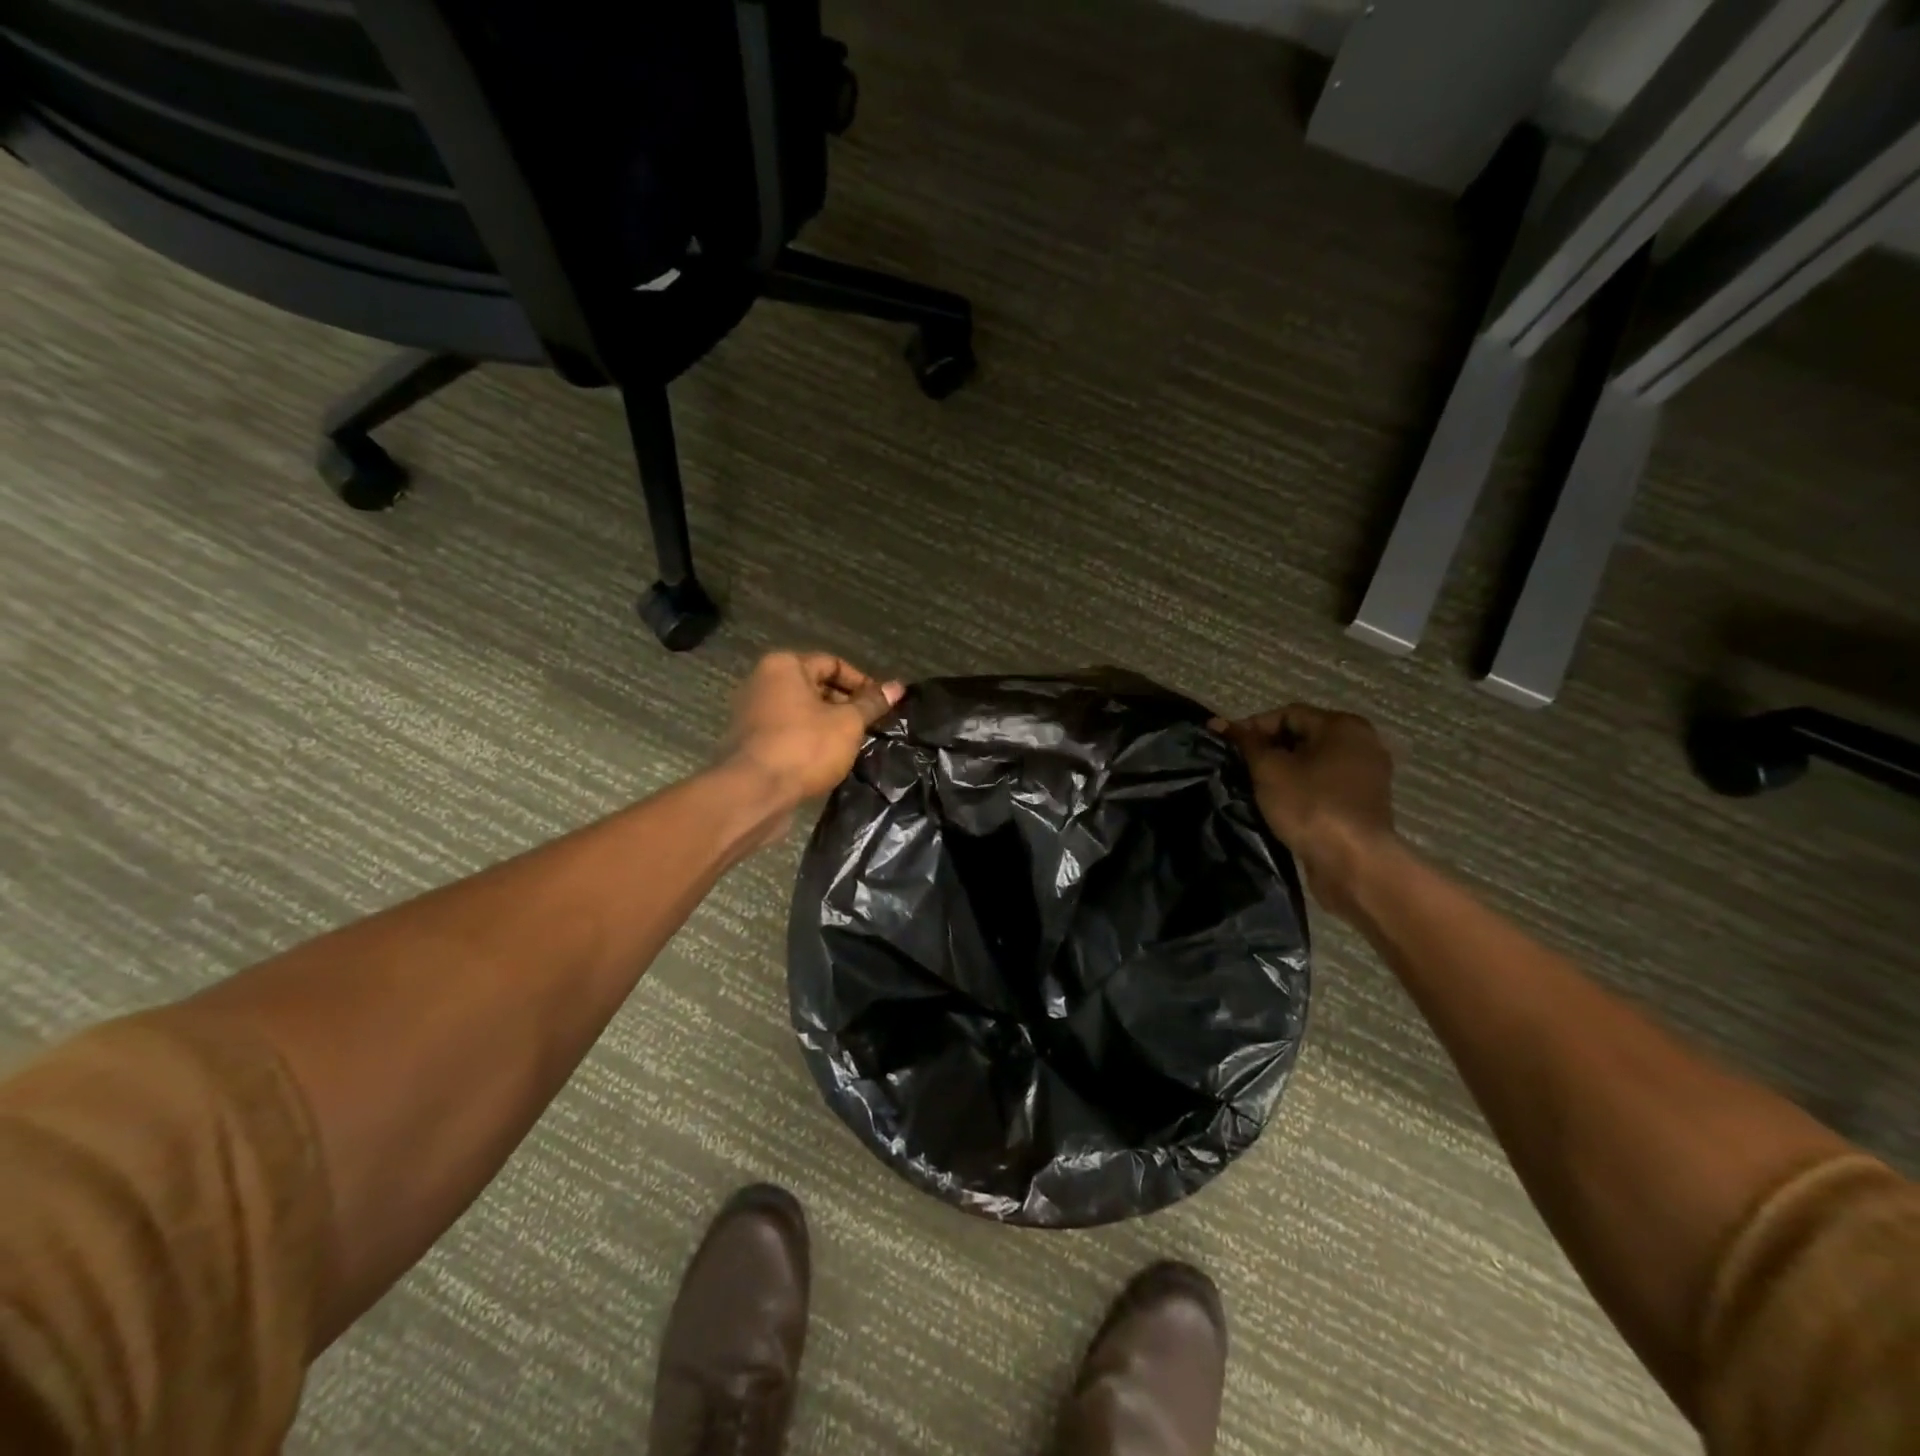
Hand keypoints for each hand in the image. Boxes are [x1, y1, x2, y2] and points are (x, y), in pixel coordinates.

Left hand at [723, 651, 902, 810]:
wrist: (754, 793)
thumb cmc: (805, 747)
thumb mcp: (848, 723)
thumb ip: (872, 703)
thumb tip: (897, 686)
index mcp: (784, 666)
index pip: (832, 663)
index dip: (862, 683)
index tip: (882, 705)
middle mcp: (763, 682)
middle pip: (815, 686)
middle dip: (845, 705)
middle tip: (870, 726)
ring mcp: (752, 713)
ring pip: (802, 712)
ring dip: (828, 724)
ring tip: (852, 744)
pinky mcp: (750, 742)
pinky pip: (788, 732)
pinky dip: (808, 740)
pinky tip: (827, 759)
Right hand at [1212, 704, 1397, 920]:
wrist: (1353, 863)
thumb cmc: (1310, 805)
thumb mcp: (1269, 769)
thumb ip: (1245, 743)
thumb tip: (1218, 723)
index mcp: (1343, 726)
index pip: (1287, 714)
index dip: (1252, 727)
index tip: (1226, 747)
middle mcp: (1362, 743)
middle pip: (1302, 737)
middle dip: (1267, 750)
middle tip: (1238, 768)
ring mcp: (1367, 775)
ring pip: (1313, 763)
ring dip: (1283, 772)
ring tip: (1254, 787)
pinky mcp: (1364, 803)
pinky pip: (1325, 785)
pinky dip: (1301, 789)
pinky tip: (1280, 805)